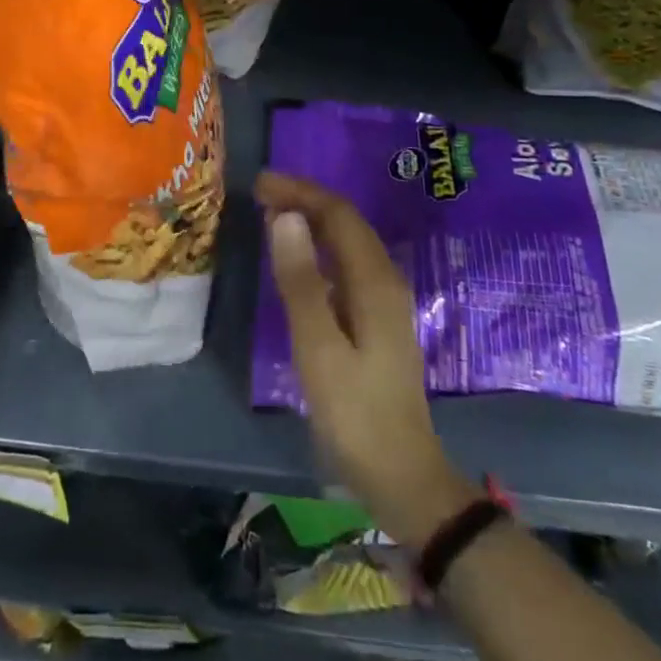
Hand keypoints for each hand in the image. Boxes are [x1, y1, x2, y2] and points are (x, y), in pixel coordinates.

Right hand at [256, 169, 479, 548]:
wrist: (401, 475)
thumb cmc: (354, 412)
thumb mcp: (318, 347)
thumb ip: (300, 281)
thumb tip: (286, 217)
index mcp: (374, 281)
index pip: (338, 214)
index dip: (300, 192)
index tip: (259, 184)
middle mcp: (385, 281)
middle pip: (346, 222)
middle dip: (304, 200)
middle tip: (259, 194)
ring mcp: (384, 301)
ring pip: (347, 242)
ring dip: (311, 221)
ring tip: (271, 215)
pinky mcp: (376, 319)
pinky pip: (345, 264)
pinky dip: (318, 248)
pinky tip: (296, 259)